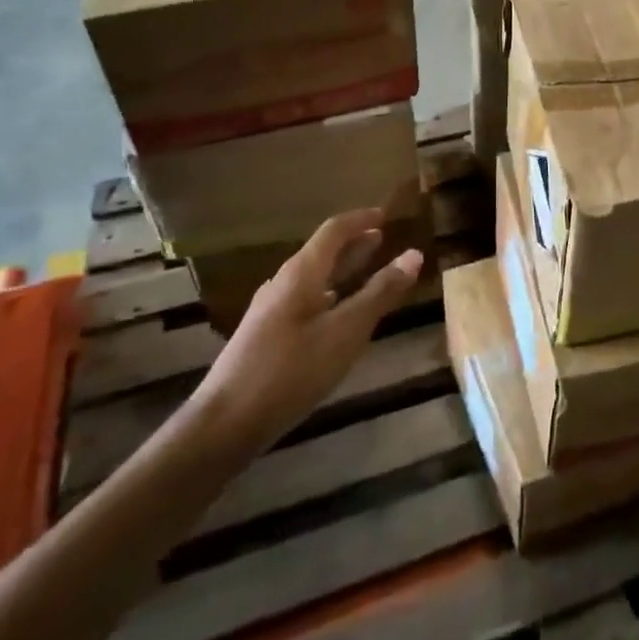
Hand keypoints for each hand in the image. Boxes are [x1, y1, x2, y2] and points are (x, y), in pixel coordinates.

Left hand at [185, 209, 422, 459]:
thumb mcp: (346, 331)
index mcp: (301, 273)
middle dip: (353, 244)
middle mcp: (283, 283)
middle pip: (322, 252)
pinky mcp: (266, 336)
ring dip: (341, 270)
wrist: (225, 424)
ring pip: (313, 278)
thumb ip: (380, 293)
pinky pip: (305, 300)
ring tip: (366, 272)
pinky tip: (337, 315)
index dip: (361, 220)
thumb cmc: (291, 370)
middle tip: (382, 239)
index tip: (386, 215)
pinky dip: (329, 294)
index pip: (334, 230)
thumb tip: (414, 254)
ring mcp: (271, 310)